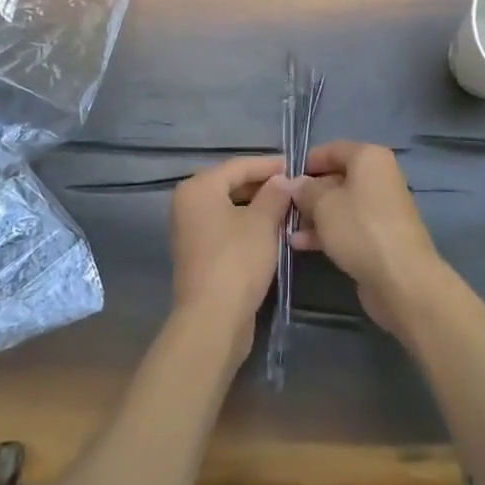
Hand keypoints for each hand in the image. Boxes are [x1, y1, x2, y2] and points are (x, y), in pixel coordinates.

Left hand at [169, 155, 292, 355]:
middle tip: (295, 188)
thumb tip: (284, 179)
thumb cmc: (237, 261)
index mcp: (198, 188)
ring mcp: (190, 231)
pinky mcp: (198, 254)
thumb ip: (275, 194)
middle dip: (264, 186)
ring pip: (230, 208)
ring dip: (258, 207)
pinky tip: (272, 231)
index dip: (269, 165)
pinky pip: (226, 228)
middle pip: (231, 185)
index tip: (296, 166)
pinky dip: (247, 225)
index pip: (238, 165)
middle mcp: (188, 204)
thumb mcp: (263, 222)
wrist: (213, 319)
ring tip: (289, 208)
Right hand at [290, 141, 449, 343]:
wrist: (401, 279)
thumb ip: (304, 190)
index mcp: (369, 158)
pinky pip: (348, 226)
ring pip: (340, 204)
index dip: (306, 162)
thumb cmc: (360, 228)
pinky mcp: (379, 236)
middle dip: (308, 193)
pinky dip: (327, 231)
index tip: (283, 179)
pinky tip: (301, 244)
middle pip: (336, 178)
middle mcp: (378, 177)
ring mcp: (381, 208)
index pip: (332, 149)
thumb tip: (292, 183)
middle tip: (282, 207)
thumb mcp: (323, 204)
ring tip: (287, 228)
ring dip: (314, 215)